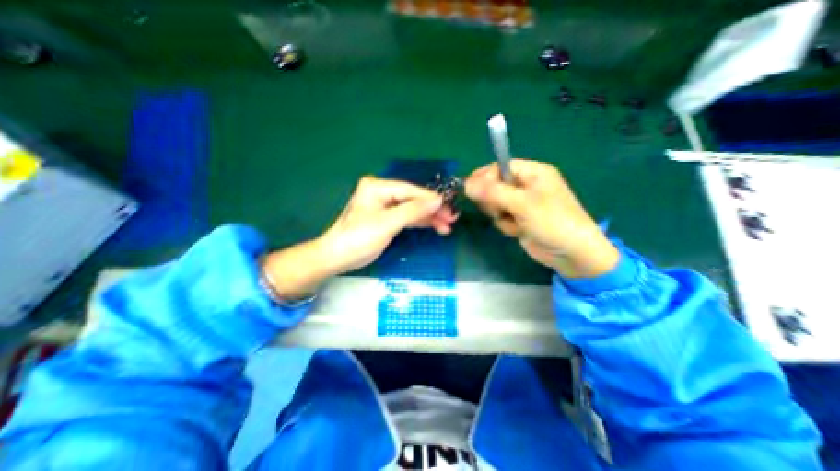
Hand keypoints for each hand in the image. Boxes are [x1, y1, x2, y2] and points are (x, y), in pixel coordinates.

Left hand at [265, 175, 456, 298]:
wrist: (338, 257)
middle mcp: (382, 192)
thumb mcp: (387, 223)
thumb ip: (413, 210)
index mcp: (378, 187)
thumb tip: (438, 200)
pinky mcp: (387, 218)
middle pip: (413, 199)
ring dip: (429, 217)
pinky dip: (420, 222)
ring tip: (447, 226)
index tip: (449, 207)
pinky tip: (434, 226)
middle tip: (451, 219)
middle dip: (432, 210)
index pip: (410, 190)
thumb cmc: (359, 238)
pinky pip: (407, 217)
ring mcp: (385, 206)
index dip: (431, 199)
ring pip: (412, 209)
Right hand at [466, 158, 614, 274]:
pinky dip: (506, 225)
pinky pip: (501, 217)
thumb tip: (466, 184)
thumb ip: (492, 192)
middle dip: (493, 200)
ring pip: (495, 203)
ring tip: (513, 222)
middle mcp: (526, 185)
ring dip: (500, 214)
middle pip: (494, 185)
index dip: (484, 177)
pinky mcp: (519, 218)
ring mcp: (522, 203)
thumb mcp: (522, 204)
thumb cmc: (552, 222)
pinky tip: (518, 231)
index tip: (469, 189)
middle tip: (499, 210)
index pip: (499, 167)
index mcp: (533, 172)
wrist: (571, 254)